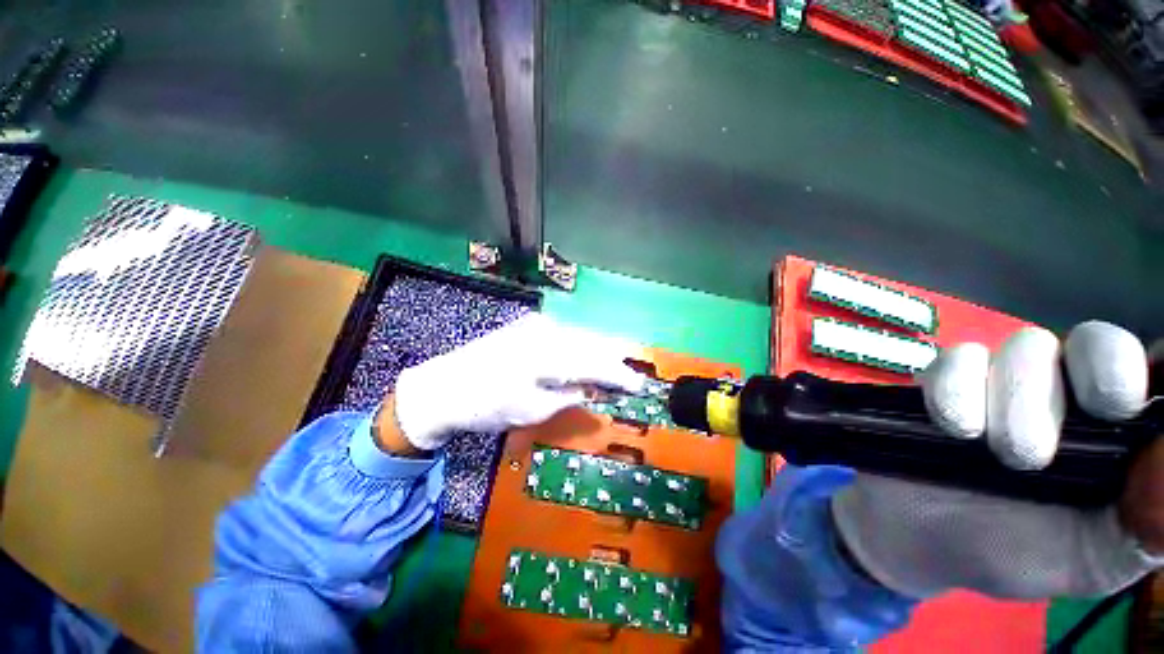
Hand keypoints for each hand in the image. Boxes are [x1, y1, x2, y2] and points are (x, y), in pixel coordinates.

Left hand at [386, 314, 644, 451]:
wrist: (444, 386)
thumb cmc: (488, 406)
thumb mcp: (534, 410)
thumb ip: (571, 395)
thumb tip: (596, 389)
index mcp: (550, 355)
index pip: (597, 364)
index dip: (620, 375)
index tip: (639, 386)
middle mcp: (548, 332)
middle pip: (592, 344)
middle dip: (614, 359)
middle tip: (633, 372)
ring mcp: (537, 325)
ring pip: (580, 336)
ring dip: (599, 351)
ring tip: (616, 364)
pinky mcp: (529, 326)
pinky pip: (565, 334)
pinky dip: (580, 346)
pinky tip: (587, 355)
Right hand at [831, 321, 1160, 598]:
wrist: (927, 542)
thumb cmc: (1021, 553)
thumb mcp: (1098, 557)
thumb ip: (1152, 519)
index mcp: (1118, 426)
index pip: (1155, 364)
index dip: (1149, 369)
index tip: (1130, 410)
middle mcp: (1069, 388)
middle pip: (1094, 342)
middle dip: (1090, 382)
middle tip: (1069, 442)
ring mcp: (1004, 379)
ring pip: (1027, 346)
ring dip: (1016, 401)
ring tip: (1000, 454)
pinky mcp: (945, 379)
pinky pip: (956, 359)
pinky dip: (956, 388)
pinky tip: (954, 428)